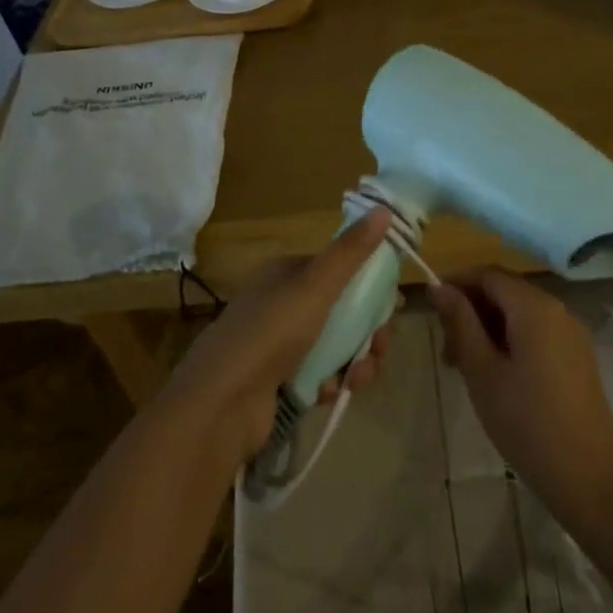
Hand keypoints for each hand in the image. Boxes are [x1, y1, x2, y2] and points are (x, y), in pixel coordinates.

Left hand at [157, 208, 393, 462]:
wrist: (221, 403)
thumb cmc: (270, 332)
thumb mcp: (315, 285)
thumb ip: (351, 252)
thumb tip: (383, 209)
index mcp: (287, 274)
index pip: (339, 270)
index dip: (368, 286)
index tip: (390, 307)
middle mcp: (283, 305)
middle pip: (343, 311)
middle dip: (367, 331)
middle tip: (378, 347)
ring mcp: (280, 345)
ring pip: (336, 346)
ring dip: (356, 361)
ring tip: (358, 377)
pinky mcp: (281, 383)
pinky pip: (321, 376)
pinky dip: (332, 383)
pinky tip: (331, 393)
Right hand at [430, 268, 612, 527]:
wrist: (589, 476)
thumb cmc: (526, 421)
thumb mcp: (482, 371)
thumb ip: (460, 323)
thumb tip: (440, 287)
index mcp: (534, 306)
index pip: (488, 274)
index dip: (457, 283)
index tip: (431, 309)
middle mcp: (557, 308)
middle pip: (505, 291)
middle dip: (471, 310)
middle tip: (446, 351)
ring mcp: (571, 333)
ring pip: (519, 313)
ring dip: (488, 328)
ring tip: (464, 368)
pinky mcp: (577, 356)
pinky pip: (537, 332)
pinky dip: (510, 341)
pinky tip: (496, 376)